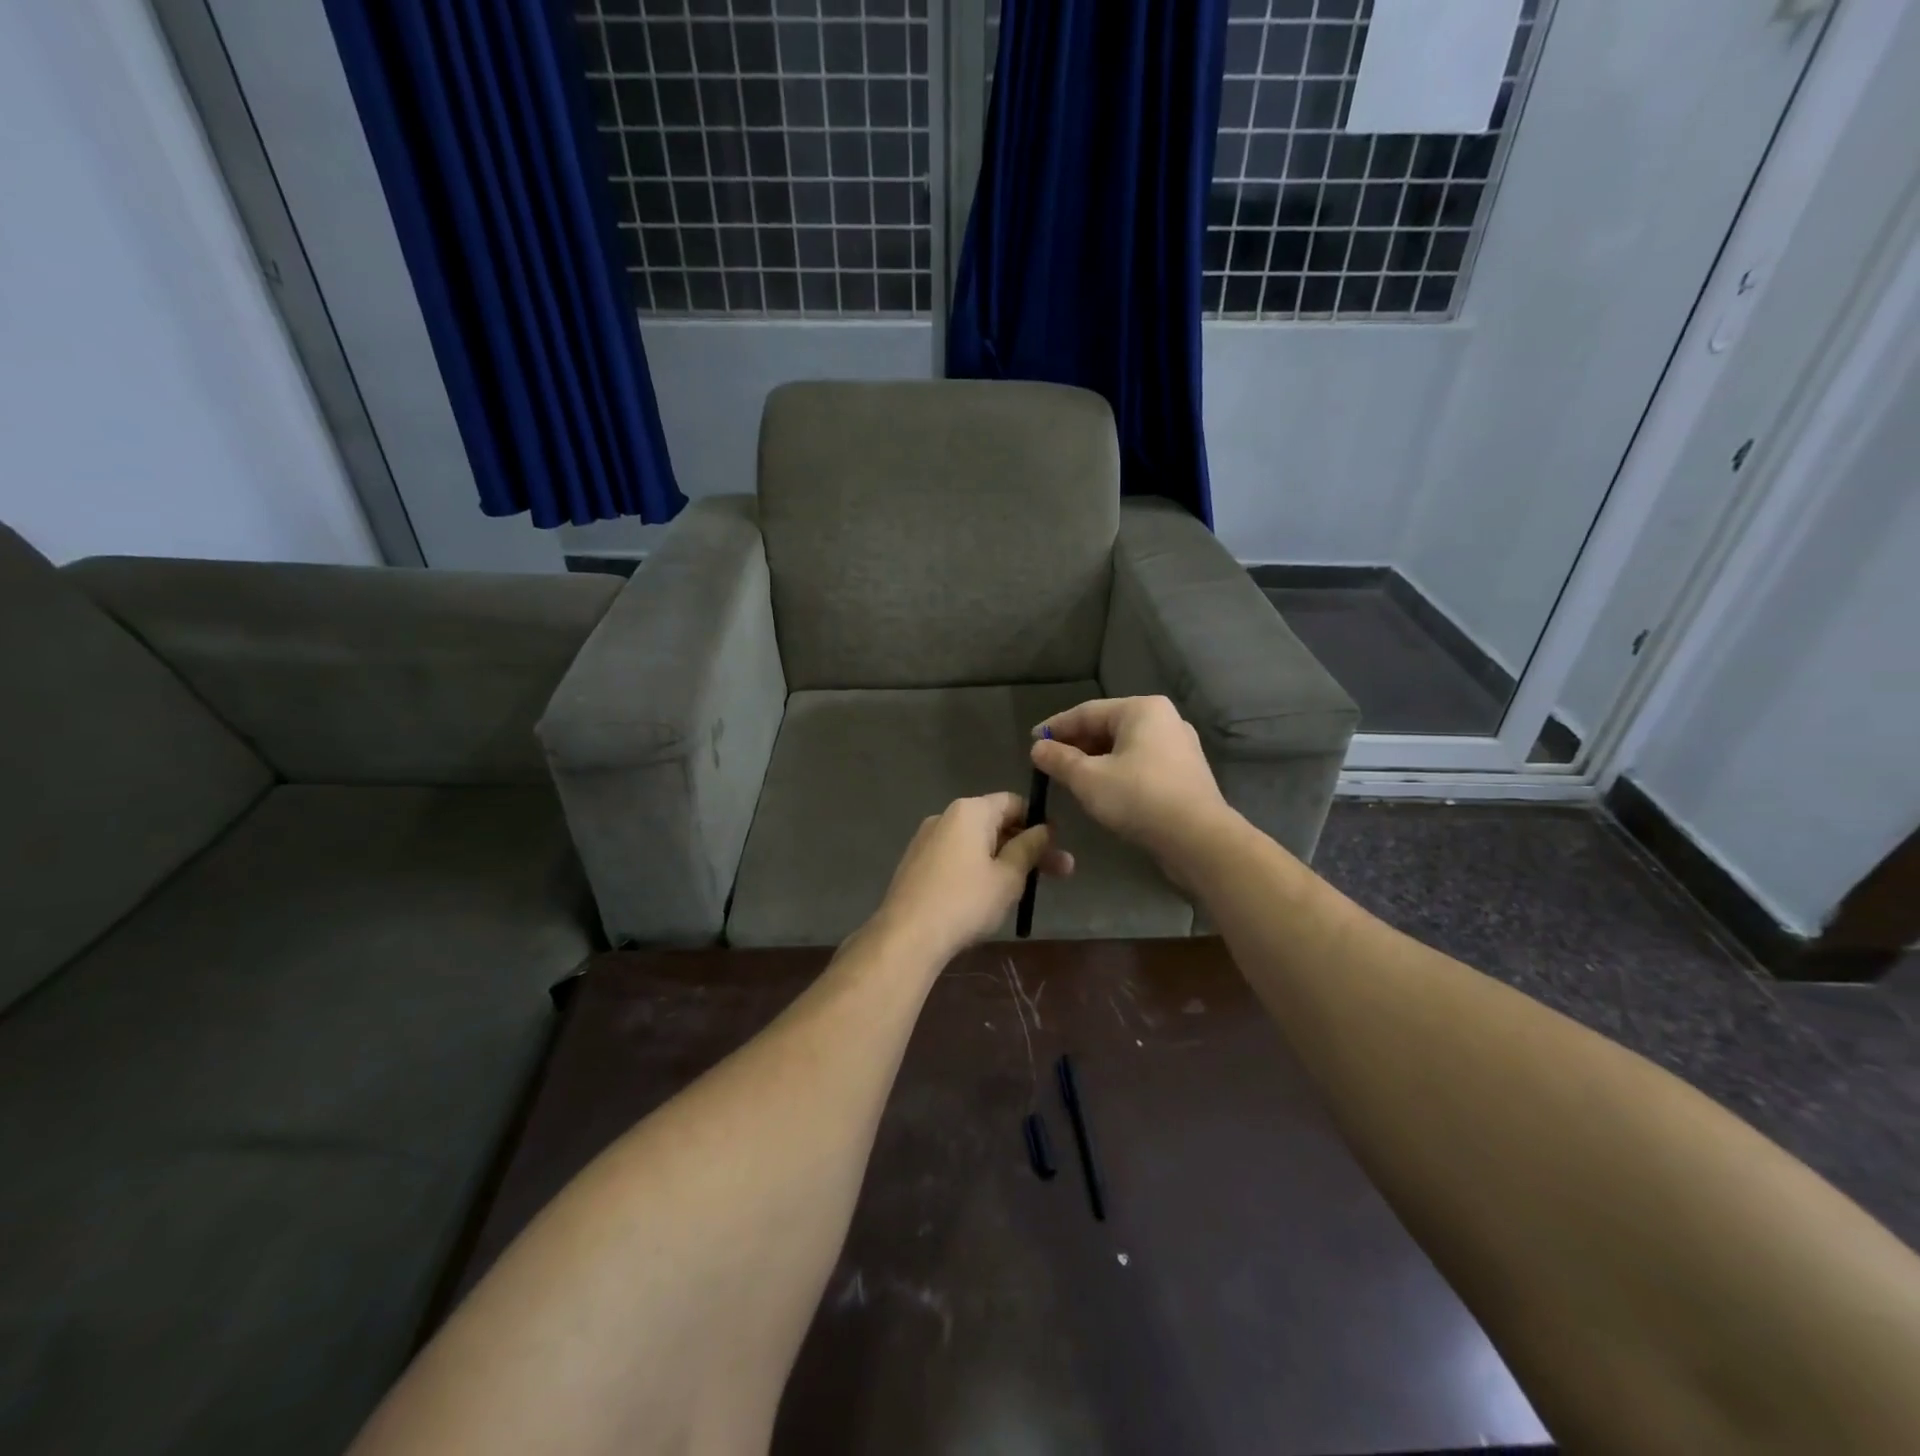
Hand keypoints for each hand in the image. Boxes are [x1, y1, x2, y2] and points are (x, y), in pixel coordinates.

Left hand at [869, 793, 1074, 962]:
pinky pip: (956, 857)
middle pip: (995, 823)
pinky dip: (977, 868)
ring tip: (1025, 889)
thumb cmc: (966, 901)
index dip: (1038, 822)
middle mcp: (945, 816)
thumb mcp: (1008, 876)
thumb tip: (1044, 829)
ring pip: (976, 843)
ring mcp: (926, 839)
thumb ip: (1029, 848)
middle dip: (1027, 846)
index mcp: (970, 811)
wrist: (907, 936)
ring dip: (1004, 860)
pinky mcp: (916, 863)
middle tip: (1058, 873)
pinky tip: (988, 895)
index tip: (1056, 847)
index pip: (1014, 802)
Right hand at [1031, 696, 1234, 867]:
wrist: (1198, 839)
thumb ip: (1059, 760)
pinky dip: (1117, 771)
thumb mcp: (1088, 778)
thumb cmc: (1138, 798)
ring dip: (1095, 760)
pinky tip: (1102, 789)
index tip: (1032, 741)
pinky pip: (1141, 764)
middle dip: (1076, 744)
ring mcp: (1179, 746)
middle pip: (1108, 727)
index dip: (1055, 727)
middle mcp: (1164, 720)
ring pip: (1125, 747)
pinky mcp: (1184, 773)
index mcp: (1141, 709)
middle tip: (1049, 762)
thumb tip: (1038, 748)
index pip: (1087, 712)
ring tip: (1070, 776)